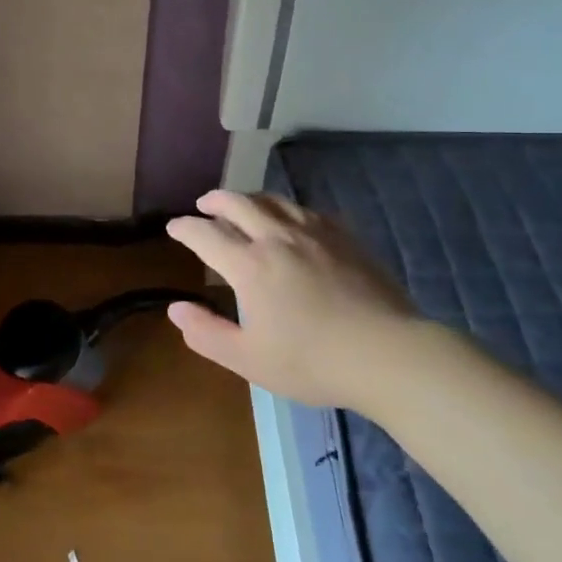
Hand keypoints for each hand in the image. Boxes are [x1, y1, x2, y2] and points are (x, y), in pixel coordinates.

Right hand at [165, 190, 422, 407]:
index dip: (185, 228)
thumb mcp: (249, 360)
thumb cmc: (313, 362)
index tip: (174, 227)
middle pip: (238, 203)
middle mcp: (277, 238)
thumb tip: (176, 308)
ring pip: (274, 201)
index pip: (206, 234)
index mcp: (249, 265)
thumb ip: (207, 334)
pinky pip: (306, 210)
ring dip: (250, 199)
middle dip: (215, 200)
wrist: (387, 353)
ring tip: (243, 205)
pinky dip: (285, 209)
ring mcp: (314, 233)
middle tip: (204, 204)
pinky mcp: (344, 237)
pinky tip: (290, 220)